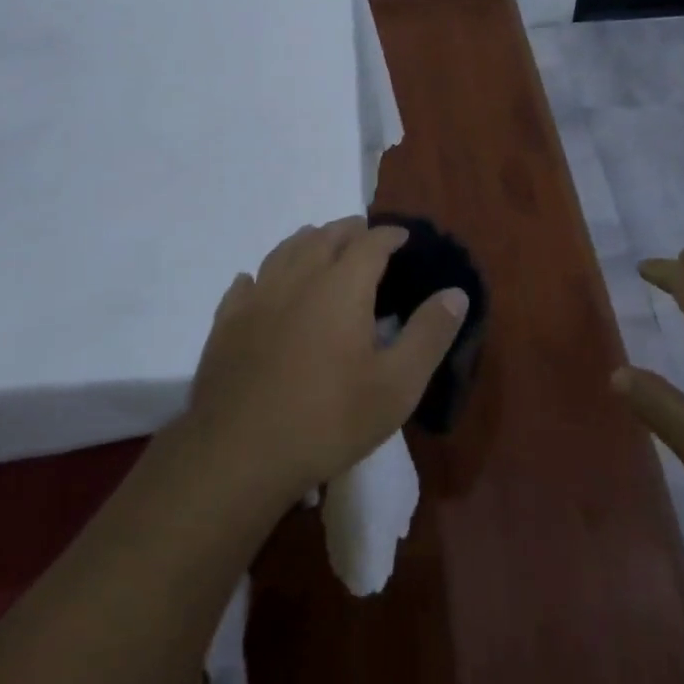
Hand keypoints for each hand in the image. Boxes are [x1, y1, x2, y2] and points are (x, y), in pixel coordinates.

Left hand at [186, 217, 467, 497]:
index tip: (402, 236)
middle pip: (324, 238)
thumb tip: (456, 293)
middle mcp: (297, 279)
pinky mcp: (226, 323)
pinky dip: (261, 275)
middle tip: (364, 235)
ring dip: (307, 241)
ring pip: (283, 252)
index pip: (370, 243)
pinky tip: (257, 282)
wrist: (239, 452)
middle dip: (348, 231)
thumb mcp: (397, 386)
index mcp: (341, 287)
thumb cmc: (328, 419)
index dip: (389, 235)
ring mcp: (257, 299)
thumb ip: (429, 334)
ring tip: (318, 243)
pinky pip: (245, 284)